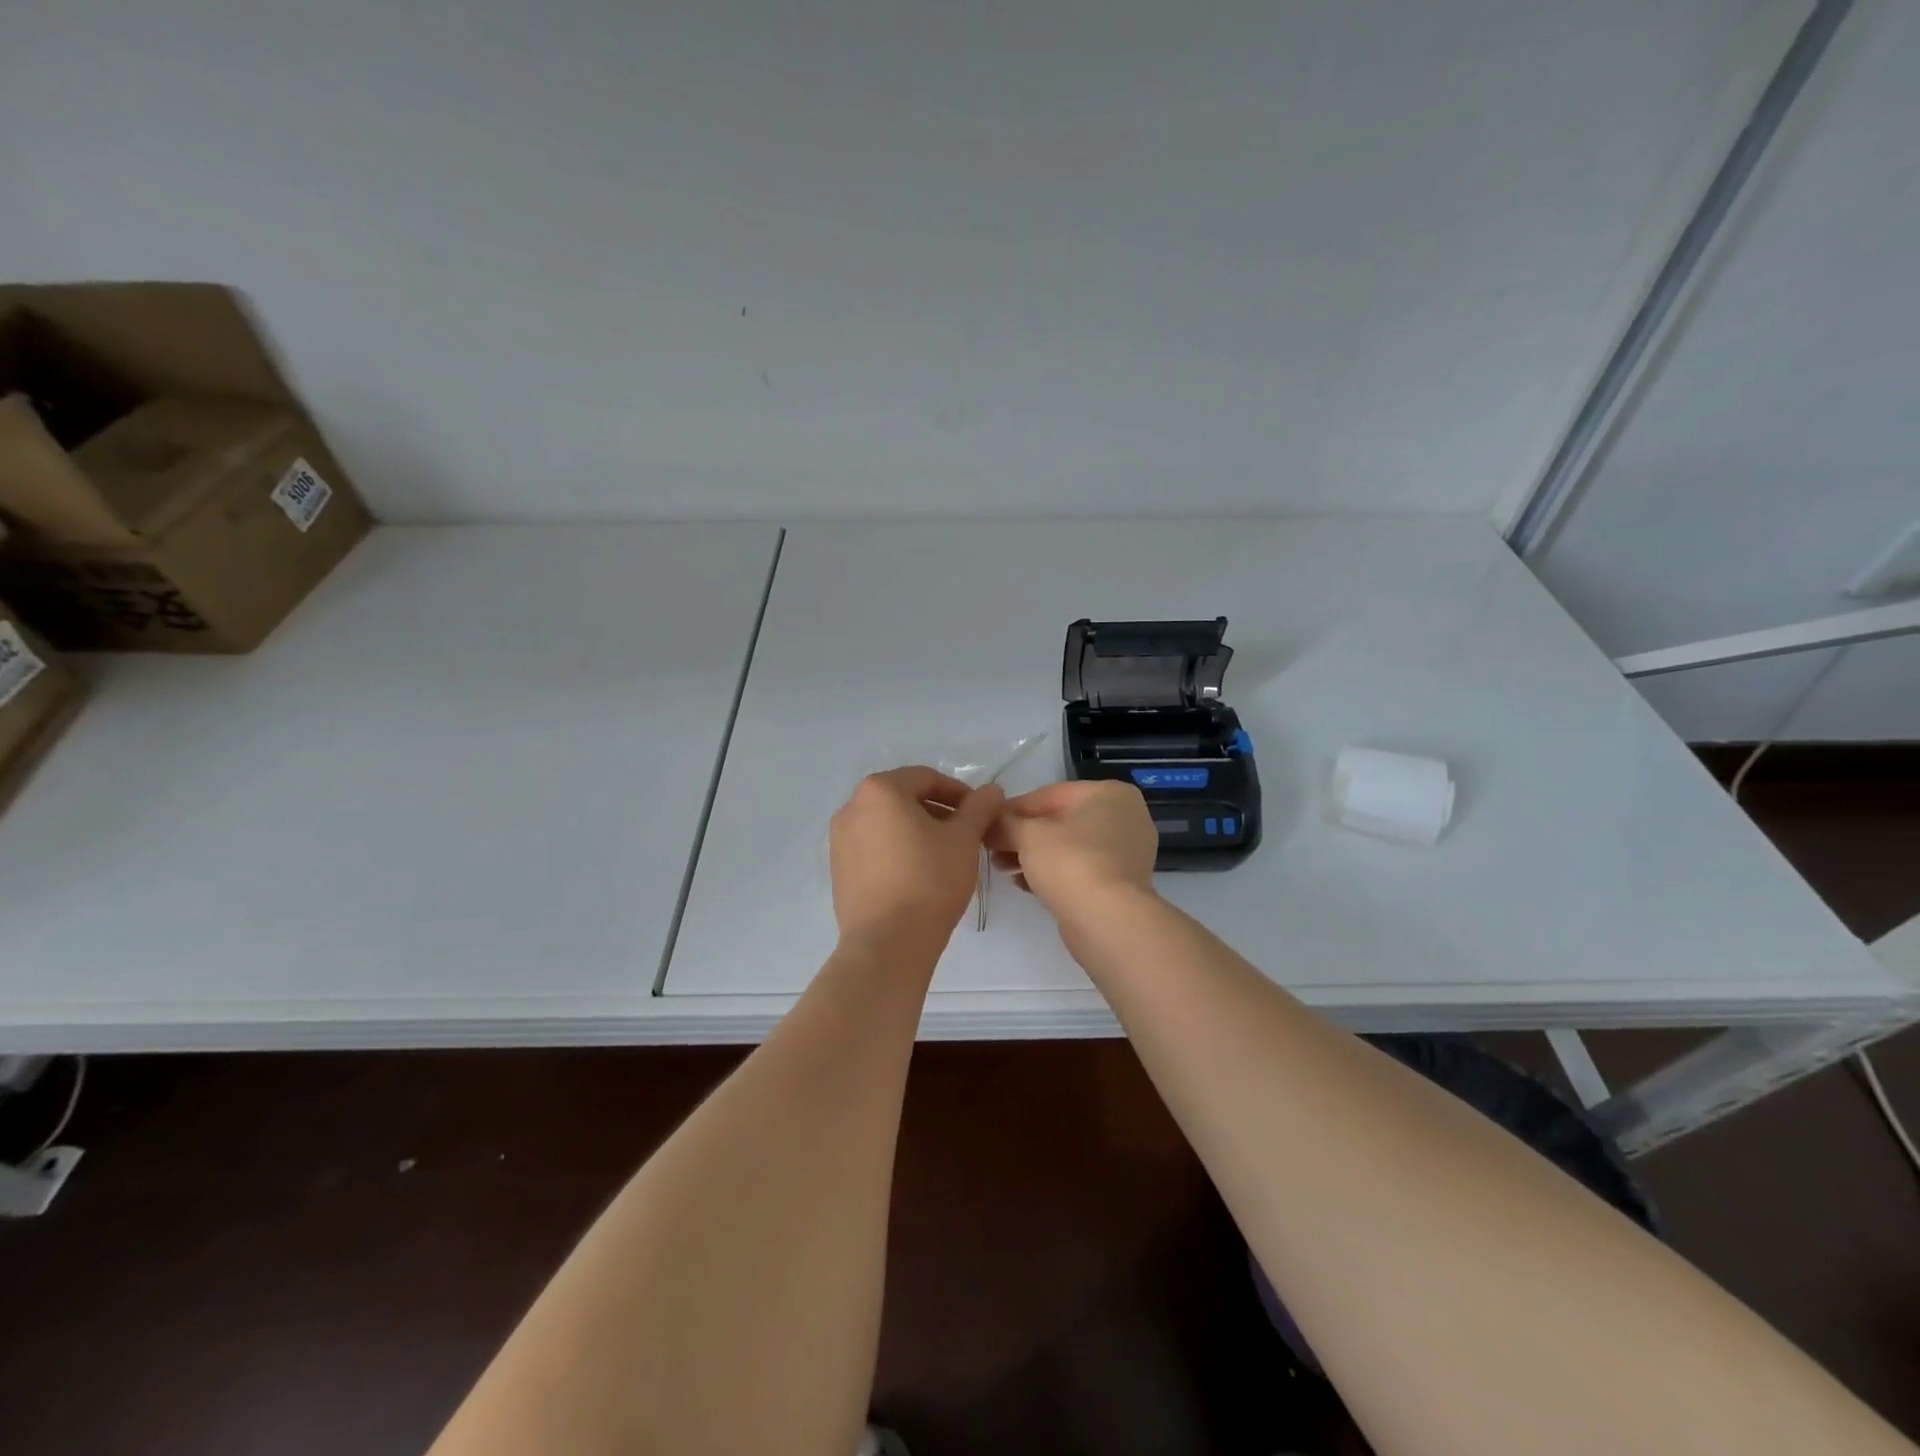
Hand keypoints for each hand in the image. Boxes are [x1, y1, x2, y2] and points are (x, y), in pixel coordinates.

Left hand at [829, 767, 1004, 947]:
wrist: (888, 942)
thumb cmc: (929, 880)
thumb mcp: (964, 840)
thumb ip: (978, 809)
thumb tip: (991, 791)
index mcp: (880, 790)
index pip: (926, 778)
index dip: (958, 793)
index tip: (979, 814)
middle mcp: (852, 807)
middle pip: (903, 798)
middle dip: (937, 811)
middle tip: (965, 834)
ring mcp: (840, 839)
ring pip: (887, 823)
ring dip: (917, 830)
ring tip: (943, 855)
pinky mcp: (838, 869)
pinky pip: (872, 846)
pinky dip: (896, 849)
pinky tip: (917, 874)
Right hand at [987, 780, 1158, 917]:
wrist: (1107, 920)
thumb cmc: (1070, 862)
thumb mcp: (1028, 835)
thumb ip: (1005, 823)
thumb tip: (987, 823)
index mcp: (1109, 793)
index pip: (1049, 795)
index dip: (1012, 809)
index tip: (986, 824)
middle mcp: (1125, 818)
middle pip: (1059, 821)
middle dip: (1022, 835)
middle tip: (991, 848)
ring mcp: (1126, 853)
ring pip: (1068, 847)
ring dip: (1032, 855)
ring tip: (1001, 867)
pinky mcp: (1119, 884)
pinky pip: (1079, 869)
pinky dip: (1052, 873)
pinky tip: (1022, 883)